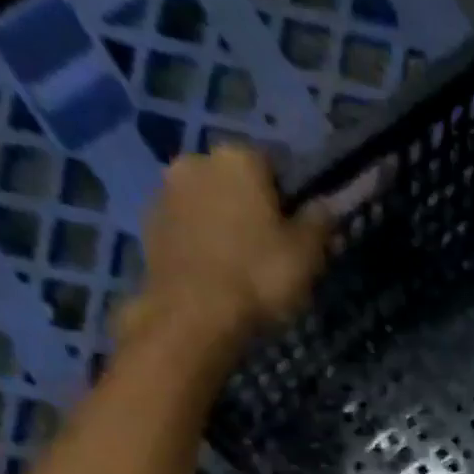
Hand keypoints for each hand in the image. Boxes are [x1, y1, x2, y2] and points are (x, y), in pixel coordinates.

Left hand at [112, 145, 332, 365]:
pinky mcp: (148, 225)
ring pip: (209, 203)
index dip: (291, 199)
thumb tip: (325, 204)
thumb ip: (319, 222)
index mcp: (239, 158)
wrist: (193, 315)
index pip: (276, 166)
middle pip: (236, 182)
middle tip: (272, 249)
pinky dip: (202, 242)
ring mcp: (166, 192)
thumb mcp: (308, 253)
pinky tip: (217, 273)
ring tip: (243, 265)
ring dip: (224, 224)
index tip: (300, 230)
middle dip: (253, 207)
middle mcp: (196, 161)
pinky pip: (187, 227)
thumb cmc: (259, 276)